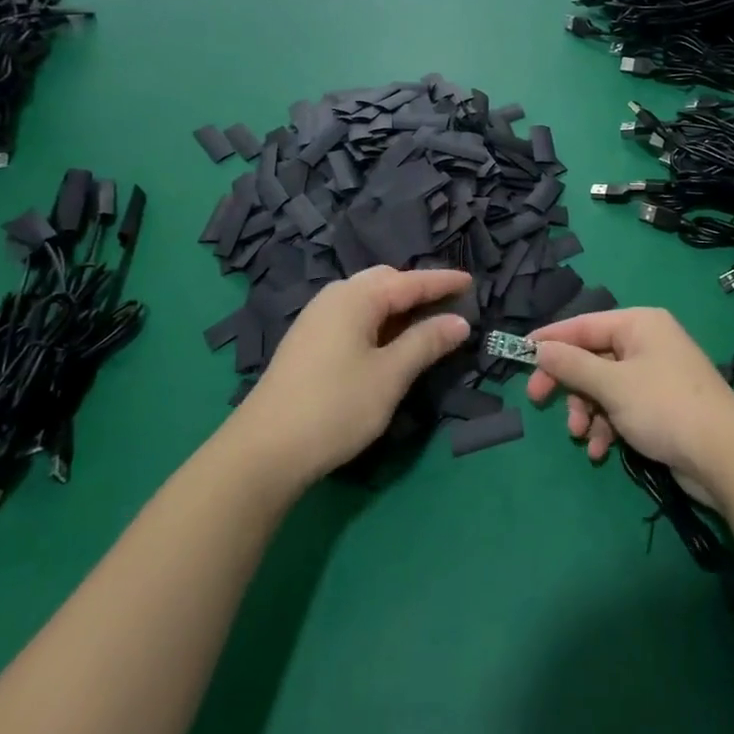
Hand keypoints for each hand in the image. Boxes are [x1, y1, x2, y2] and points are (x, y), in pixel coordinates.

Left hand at [233, 266, 471, 484]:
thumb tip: (459, 321)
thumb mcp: (390, 375)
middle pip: (385, 281)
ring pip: (366, 299)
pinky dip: (378, 321)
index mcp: (356, 297)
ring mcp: (316, 320)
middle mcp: (334, 298)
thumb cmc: (335, 406)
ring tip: (423, 323)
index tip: (471, 281)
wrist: (262, 452)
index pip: (410, 281)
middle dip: (417, 289)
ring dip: (397, 306)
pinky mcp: (307, 343)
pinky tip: (387, 343)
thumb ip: (426, 342)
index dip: (442, 282)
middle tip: (448, 304)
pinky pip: (353, 317)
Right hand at [524, 307, 733, 491]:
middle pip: (592, 357)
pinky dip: (608, 426)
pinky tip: (602, 450)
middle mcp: (647, 342)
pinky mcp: (661, 405)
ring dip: (588, 411)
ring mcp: (655, 375)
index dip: (551, 339)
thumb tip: (540, 349)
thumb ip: (572, 366)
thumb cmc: (664, 407)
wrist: (725, 456)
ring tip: (582, 436)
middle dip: (569, 384)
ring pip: (604, 386)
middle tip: (539, 402)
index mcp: (638, 324)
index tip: (520, 354)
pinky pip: (622, 407)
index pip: (583, 324)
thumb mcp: (612, 385)